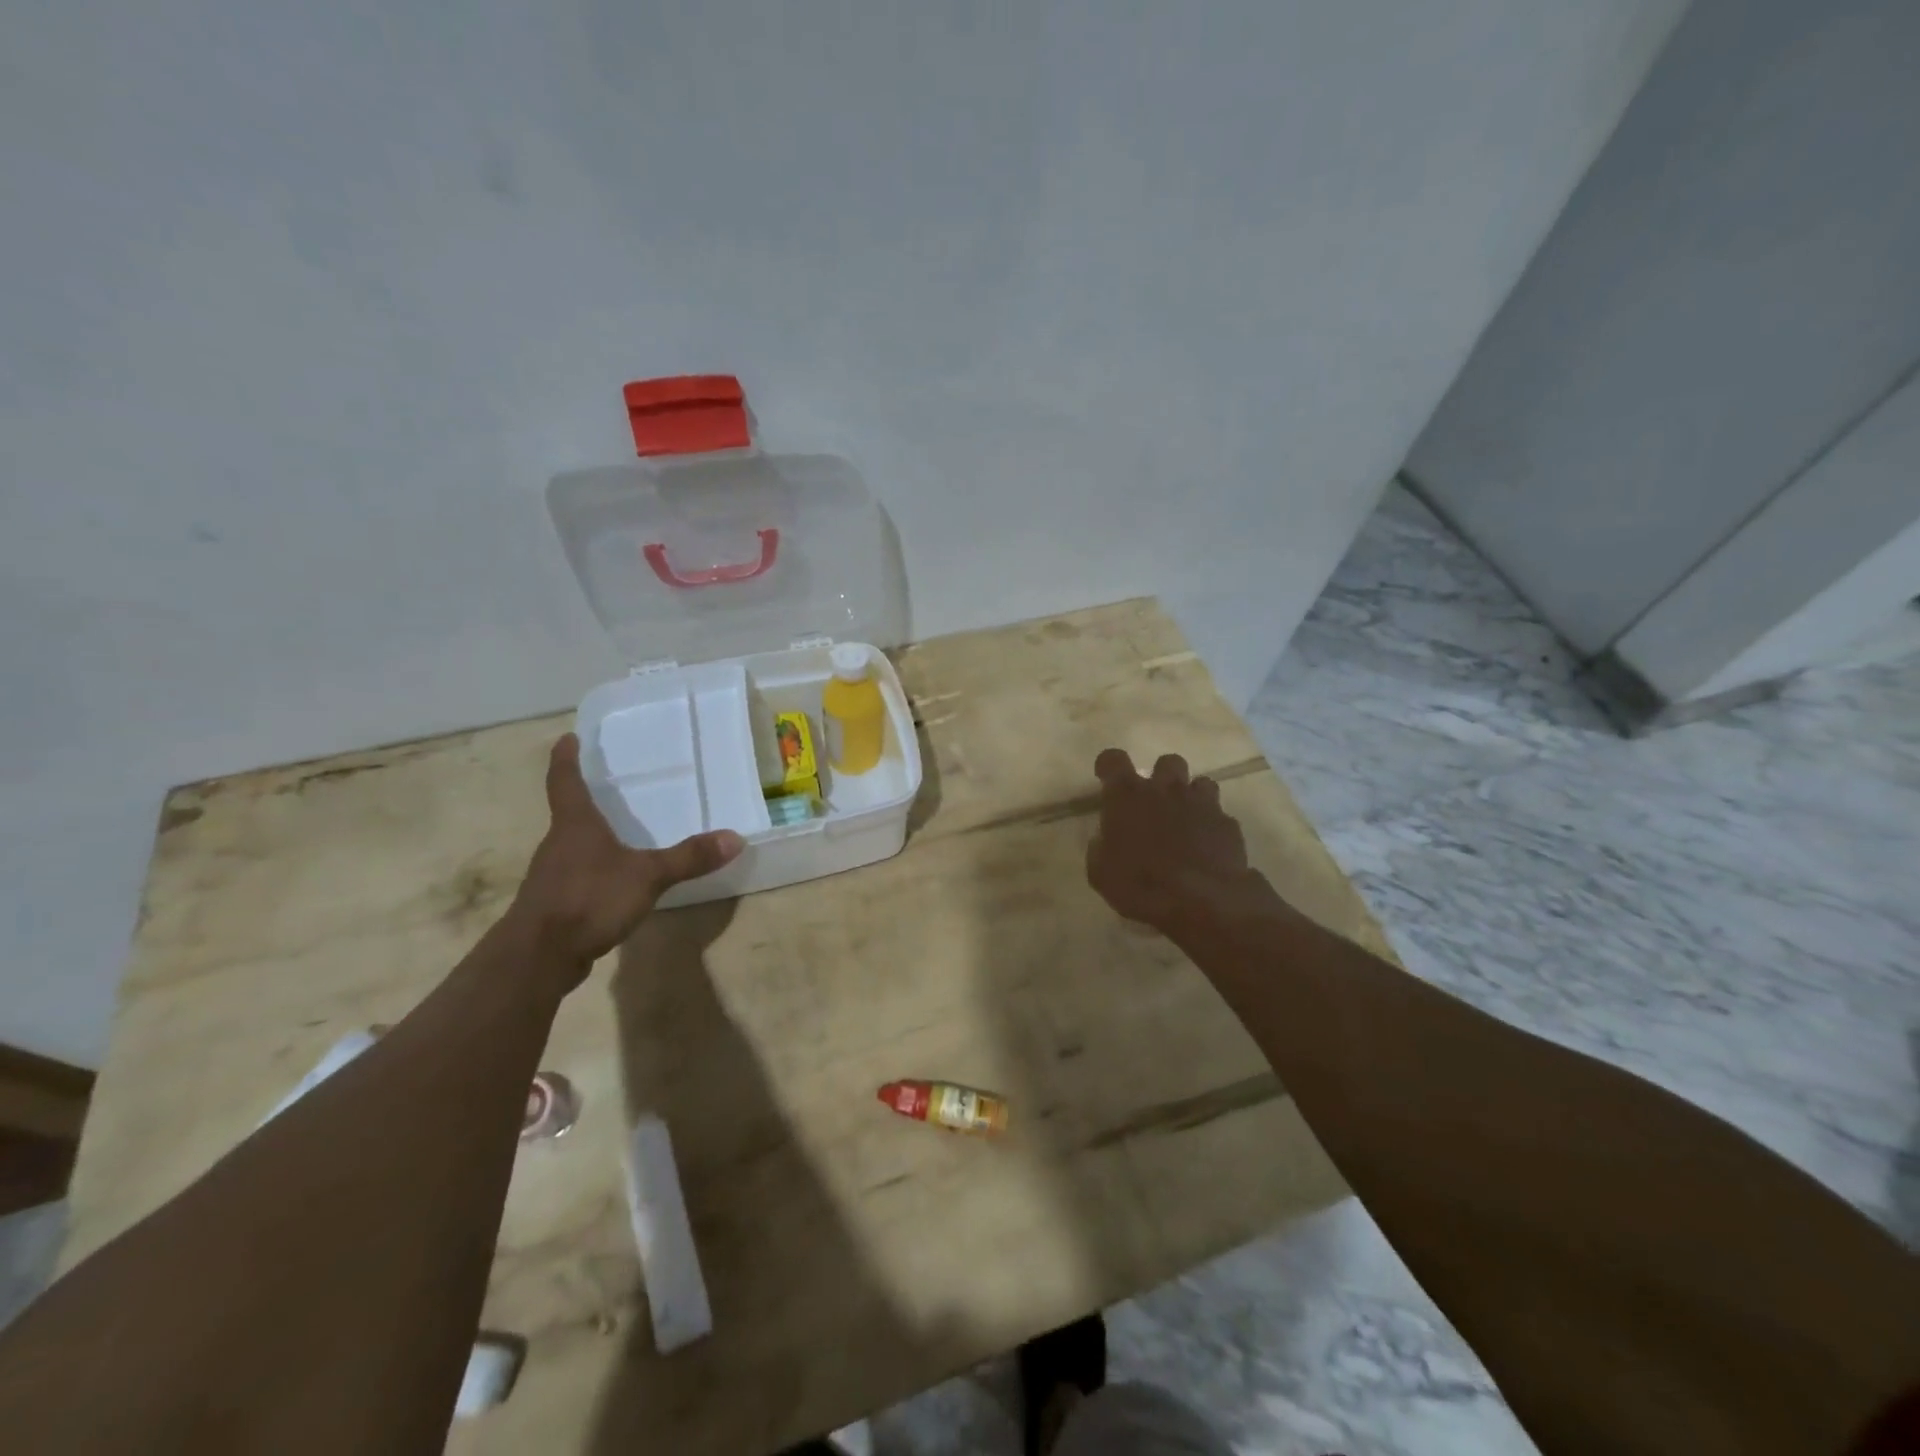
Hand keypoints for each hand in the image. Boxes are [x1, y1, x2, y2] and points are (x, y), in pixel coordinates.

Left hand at [511, 734, 744, 980]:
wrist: (538, 957)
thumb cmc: (588, 899)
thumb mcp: (648, 876)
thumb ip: (689, 858)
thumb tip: (735, 838)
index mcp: (575, 825)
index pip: (565, 780)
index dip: (566, 758)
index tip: (568, 738)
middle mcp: (558, 844)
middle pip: (569, 813)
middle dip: (586, 799)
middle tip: (609, 786)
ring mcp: (551, 875)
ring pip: (571, 846)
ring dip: (590, 837)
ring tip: (618, 832)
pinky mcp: (553, 904)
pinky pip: (575, 876)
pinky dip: (592, 870)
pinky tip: (613, 881)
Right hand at [1086, 749, 1271, 934]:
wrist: (1202, 900)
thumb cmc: (1141, 884)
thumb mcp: (1101, 874)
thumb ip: (1100, 849)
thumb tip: (1103, 841)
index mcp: (1127, 796)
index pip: (1113, 759)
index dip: (1109, 766)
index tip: (1108, 780)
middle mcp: (1165, 789)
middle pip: (1167, 762)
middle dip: (1162, 777)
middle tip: (1155, 803)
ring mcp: (1201, 803)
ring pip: (1200, 783)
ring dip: (1191, 797)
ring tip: (1186, 822)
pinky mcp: (1228, 823)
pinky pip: (1220, 815)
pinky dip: (1212, 826)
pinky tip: (1208, 848)